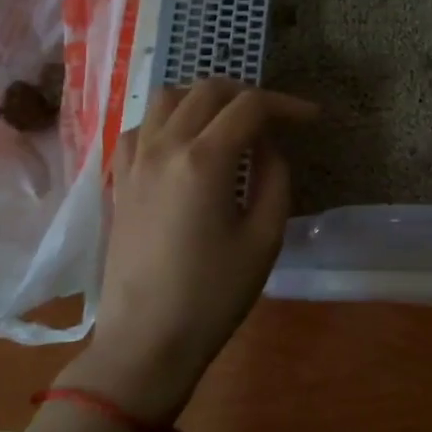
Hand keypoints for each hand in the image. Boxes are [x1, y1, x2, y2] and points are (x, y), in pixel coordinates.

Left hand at [62, 78, 316, 421]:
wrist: (146, 342)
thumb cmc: (213, 295)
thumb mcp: (264, 237)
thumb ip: (273, 176)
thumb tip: (267, 145)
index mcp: (204, 160)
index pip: (250, 106)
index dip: (286, 105)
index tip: (311, 118)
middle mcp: (165, 147)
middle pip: (208, 90)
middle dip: (249, 94)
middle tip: (276, 117)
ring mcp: (135, 161)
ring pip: (168, 98)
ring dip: (204, 98)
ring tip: (230, 120)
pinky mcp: (120, 180)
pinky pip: (143, 127)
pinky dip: (170, 119)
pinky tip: (186, 142)